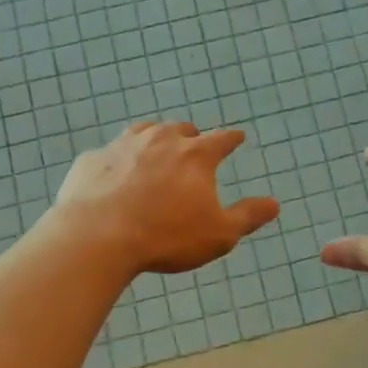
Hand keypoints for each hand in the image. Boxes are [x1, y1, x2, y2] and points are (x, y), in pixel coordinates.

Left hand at [55, 121, 279, 275]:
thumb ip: (248, 216)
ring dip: (155, 140)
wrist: (95, 237)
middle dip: (191, 136)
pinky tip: (115, 176)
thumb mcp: (219, 234)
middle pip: (181, 129)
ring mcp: (122, 145)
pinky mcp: (92, 159)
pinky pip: (110, 154)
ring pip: (144, 132)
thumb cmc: (166, 236)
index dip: (232, 138)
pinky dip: (118, 161)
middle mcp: (161, 139)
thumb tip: (275, 204)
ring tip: (156, 152)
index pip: (222, 138)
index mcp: (195, 155)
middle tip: (193, 148)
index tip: (238, 137)